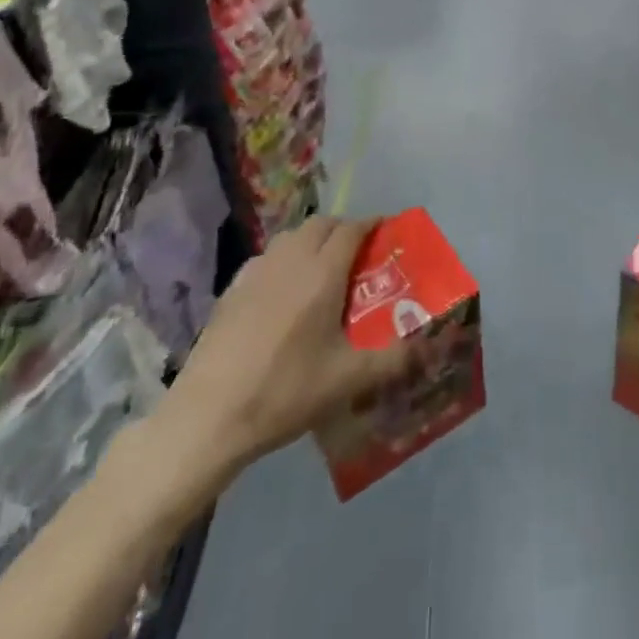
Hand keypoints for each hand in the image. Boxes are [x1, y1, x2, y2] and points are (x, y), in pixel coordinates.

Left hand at [143, 216, 415, 503]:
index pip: (352, 228)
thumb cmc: (285, 391)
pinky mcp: (232, 288)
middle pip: (321, 224)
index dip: (371, 224)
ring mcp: (257, 270)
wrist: (209, 415)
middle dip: (342, 229)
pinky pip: (267, 257)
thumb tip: (429, 348)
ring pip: (291, 237)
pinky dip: (283, 260)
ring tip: (321, 268)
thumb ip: (393, 360)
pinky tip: (282, 292)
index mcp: (323, 272)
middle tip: (357, 253)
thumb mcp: (348, 380)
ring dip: (311, 240)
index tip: (385, 231)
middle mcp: (291, 259)